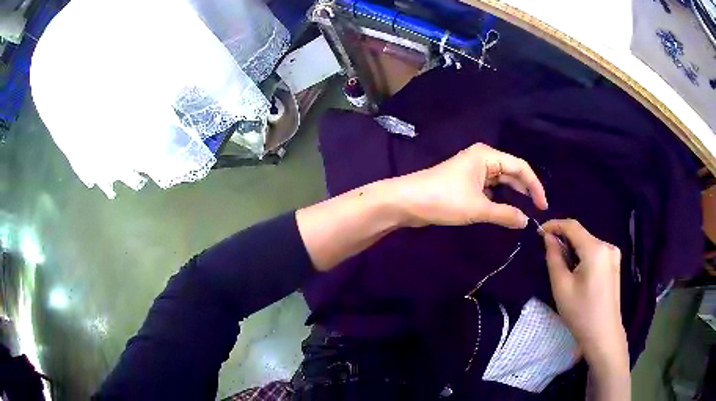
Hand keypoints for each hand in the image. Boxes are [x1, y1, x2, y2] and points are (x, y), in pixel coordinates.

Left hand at [390, 143, 547, 227]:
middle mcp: (482, 158)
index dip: (535, 186)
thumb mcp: (477, 208)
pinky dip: (498, 198)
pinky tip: (504, 210)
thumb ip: (504, 214)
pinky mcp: (464, 182)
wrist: (406, 201)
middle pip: (511, 172)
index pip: (520, 167)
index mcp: (487, 156)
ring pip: (500, 181)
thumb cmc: (443, 200)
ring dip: (512, 194)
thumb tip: (525, 221)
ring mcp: (472, 170)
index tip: (543, 206)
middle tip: (537, 209)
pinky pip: (489, 188)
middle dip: (525, 189)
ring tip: (524, 210)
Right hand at [541, 219, 629, 396]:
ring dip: (573, 250)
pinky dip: (583, 257)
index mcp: (595, 249)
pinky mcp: (615, 264)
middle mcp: (607, 246)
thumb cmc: (580, 313)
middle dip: (564, 240)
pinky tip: (578, 274)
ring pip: (588, 244)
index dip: (554, 225)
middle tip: (548, 255)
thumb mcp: (561, 287)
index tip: (539, 231)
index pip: (573, 226)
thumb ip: (554, 258)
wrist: (603, 335)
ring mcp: (614, 255)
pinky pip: (595, 252)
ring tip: (563, 268)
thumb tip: (548, 238)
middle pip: (581, 235)